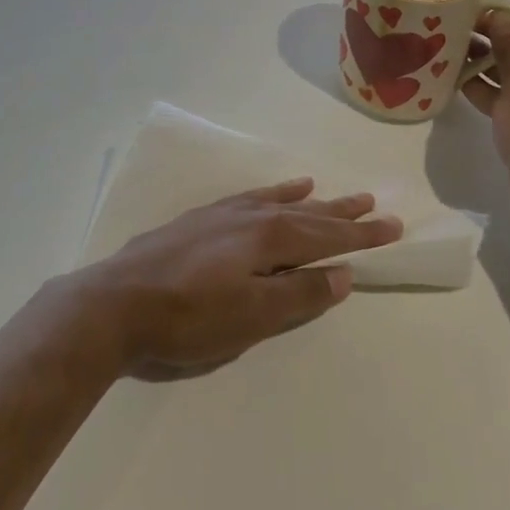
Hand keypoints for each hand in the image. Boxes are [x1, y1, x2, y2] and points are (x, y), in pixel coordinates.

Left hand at [72, 181, 402, 380]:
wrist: (115, 303)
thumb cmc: (188, 318)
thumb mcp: (252, 317)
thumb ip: (299, 294)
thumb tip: (343, 274)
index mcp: (269, 238)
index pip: (328, 236)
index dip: (362, 235)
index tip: (393, 226)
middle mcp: (251, 217)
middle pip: (308, 214)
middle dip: (342, 214)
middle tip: (373, 204)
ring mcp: (223, 215)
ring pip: (279, 203)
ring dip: (310, 202)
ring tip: (332, 194)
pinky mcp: (200, 220)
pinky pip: (248, 198)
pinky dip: (270, 194)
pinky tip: (275, 191)